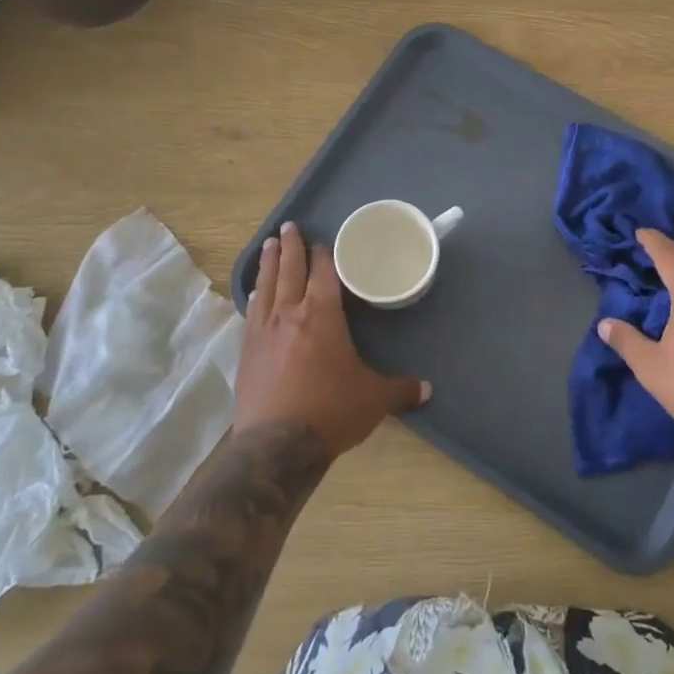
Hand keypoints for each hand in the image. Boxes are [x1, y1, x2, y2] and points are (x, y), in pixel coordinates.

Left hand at [237, 222, 429, 456]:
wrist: (276, 446)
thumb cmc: (330, 411)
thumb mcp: (373, 399)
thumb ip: (400, 389)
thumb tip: (427, 389)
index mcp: (322, 315)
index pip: (323, 273)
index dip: (323, 254)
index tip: (322, 241)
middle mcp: (290, 314)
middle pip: (290, 270)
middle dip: (291, 247)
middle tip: (289, 227)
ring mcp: (263, 331)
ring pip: (266, 285)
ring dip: (268, 263)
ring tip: (268, 245)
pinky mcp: (246, 351)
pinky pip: (251, 312)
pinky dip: (255, 294)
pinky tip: (255, 292)